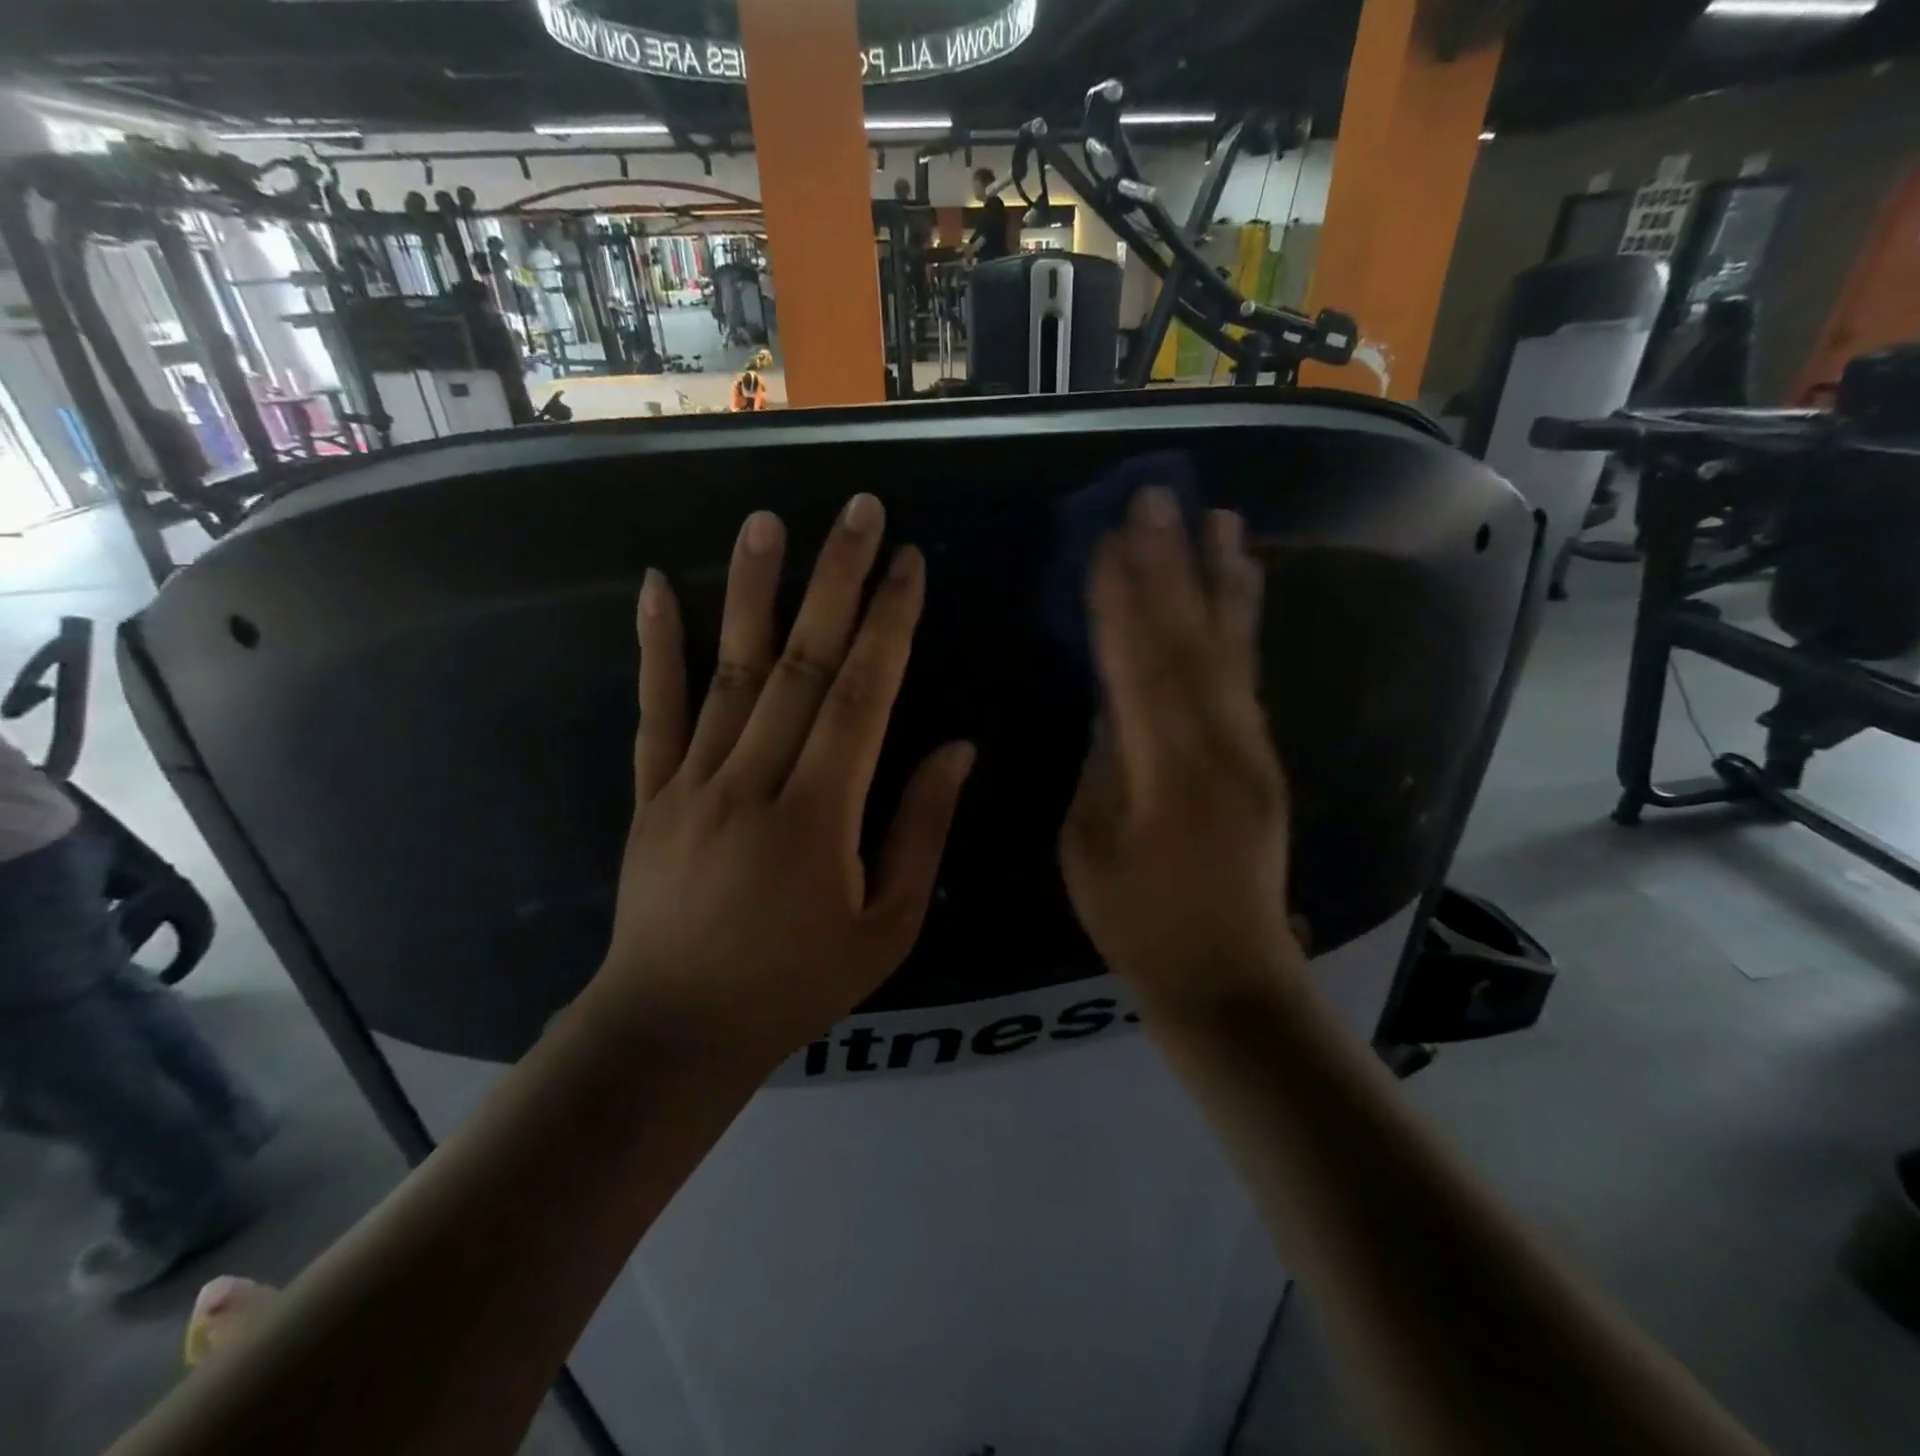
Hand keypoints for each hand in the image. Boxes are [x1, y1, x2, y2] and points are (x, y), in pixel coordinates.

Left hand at [590, 495, 974, 1057]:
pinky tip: (653, 586)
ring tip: (766, 521)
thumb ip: (920, 832)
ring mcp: (691, 782)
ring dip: (750, 591)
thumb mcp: (885, 929)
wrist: (675, 1029)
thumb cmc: (795, 985)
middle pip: (800, 664)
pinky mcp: (650, 793)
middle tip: (857, 511)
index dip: (889, 625)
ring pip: (726, 672)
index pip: (861, 697)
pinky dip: (655, 647)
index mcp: (818, 817)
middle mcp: (752, 781)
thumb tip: (957, 748)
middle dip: (835, 581)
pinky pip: (653, 711)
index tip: (909, 562)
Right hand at [1059, 488, 1302, 1018]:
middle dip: (1172, 566)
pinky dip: (1241, 623)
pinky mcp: (1265, 757)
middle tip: (1159, 498)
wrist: (1230, 974)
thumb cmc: (1139, 921)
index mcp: (1168, 773)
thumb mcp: (1089, 845)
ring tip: (1219, 518)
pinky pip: (1248, 675)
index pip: (1138, 667)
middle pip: (1191, 642)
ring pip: (1233, 650)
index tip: (1106, 539)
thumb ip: (1100, 762)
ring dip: (1221, 579)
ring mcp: (1253, 750)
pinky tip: (1239, 587)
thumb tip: (1109, 698)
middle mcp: (1222, 747)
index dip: (1121, 601)